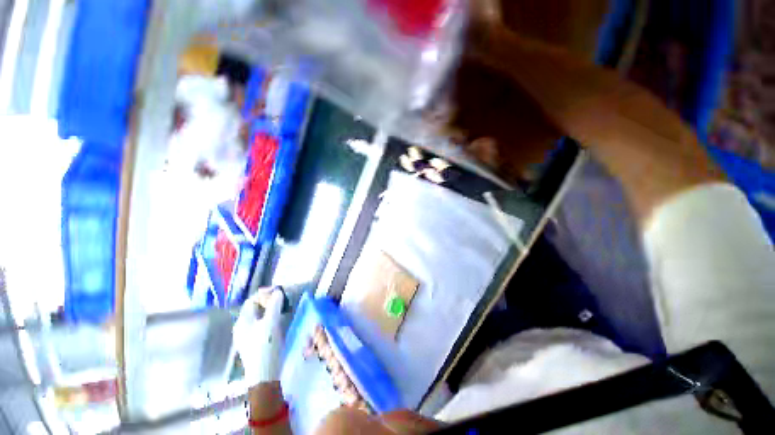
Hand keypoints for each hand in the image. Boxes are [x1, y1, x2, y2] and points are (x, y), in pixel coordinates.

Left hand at [234, 287, 286, 385]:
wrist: (263, 375)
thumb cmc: (266, 347)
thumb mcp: (271, 323)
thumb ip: (274, 306)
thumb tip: (278, 292)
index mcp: (243, 321)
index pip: (251, 300)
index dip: (264, 293)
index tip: (279, 291)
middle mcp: (242, 327)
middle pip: (254, 308)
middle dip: (267, 300)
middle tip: (282, 298)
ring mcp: (246, 336)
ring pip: (258, 316)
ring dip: (269, 309)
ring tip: (282, 308)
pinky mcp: (253, 343)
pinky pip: (260, 324)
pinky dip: (269, 318)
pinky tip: (278, 321)